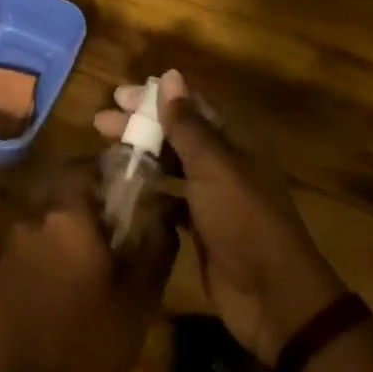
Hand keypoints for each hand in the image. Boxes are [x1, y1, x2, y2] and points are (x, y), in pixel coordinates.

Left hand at [0, 163, 177, 371]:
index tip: (123, 186)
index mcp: (67, 217)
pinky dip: (42, 260)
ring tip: (85, 267)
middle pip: (59, 195)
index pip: (81, 168)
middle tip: (110, 231)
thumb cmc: (94, 340)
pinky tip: (58, 291)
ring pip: (41, 225)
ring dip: (62, 235)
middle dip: (83, 206)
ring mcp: (8, 249)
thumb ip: (157, 246)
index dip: (102, 172)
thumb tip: (167, 210)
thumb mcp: (141, 297)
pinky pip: (25, 253)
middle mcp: (32, 221)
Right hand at [96, 71, 342, 362]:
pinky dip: (149, 189)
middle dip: (140, 124)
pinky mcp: (201, 225)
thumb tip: (170, 76)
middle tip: (101, 121)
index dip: (156, 97)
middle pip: (177, 132)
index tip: (119, 96)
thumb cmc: (243, 219)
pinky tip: (123, 187)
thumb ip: (188, 124)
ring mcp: (213, 194)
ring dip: (141, 153)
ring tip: (105, 149)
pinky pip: (170, 197)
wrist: (271, 295)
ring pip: (172, 163)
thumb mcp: (213, 166)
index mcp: (234, 140)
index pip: (191, 105)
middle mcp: (224, 161)